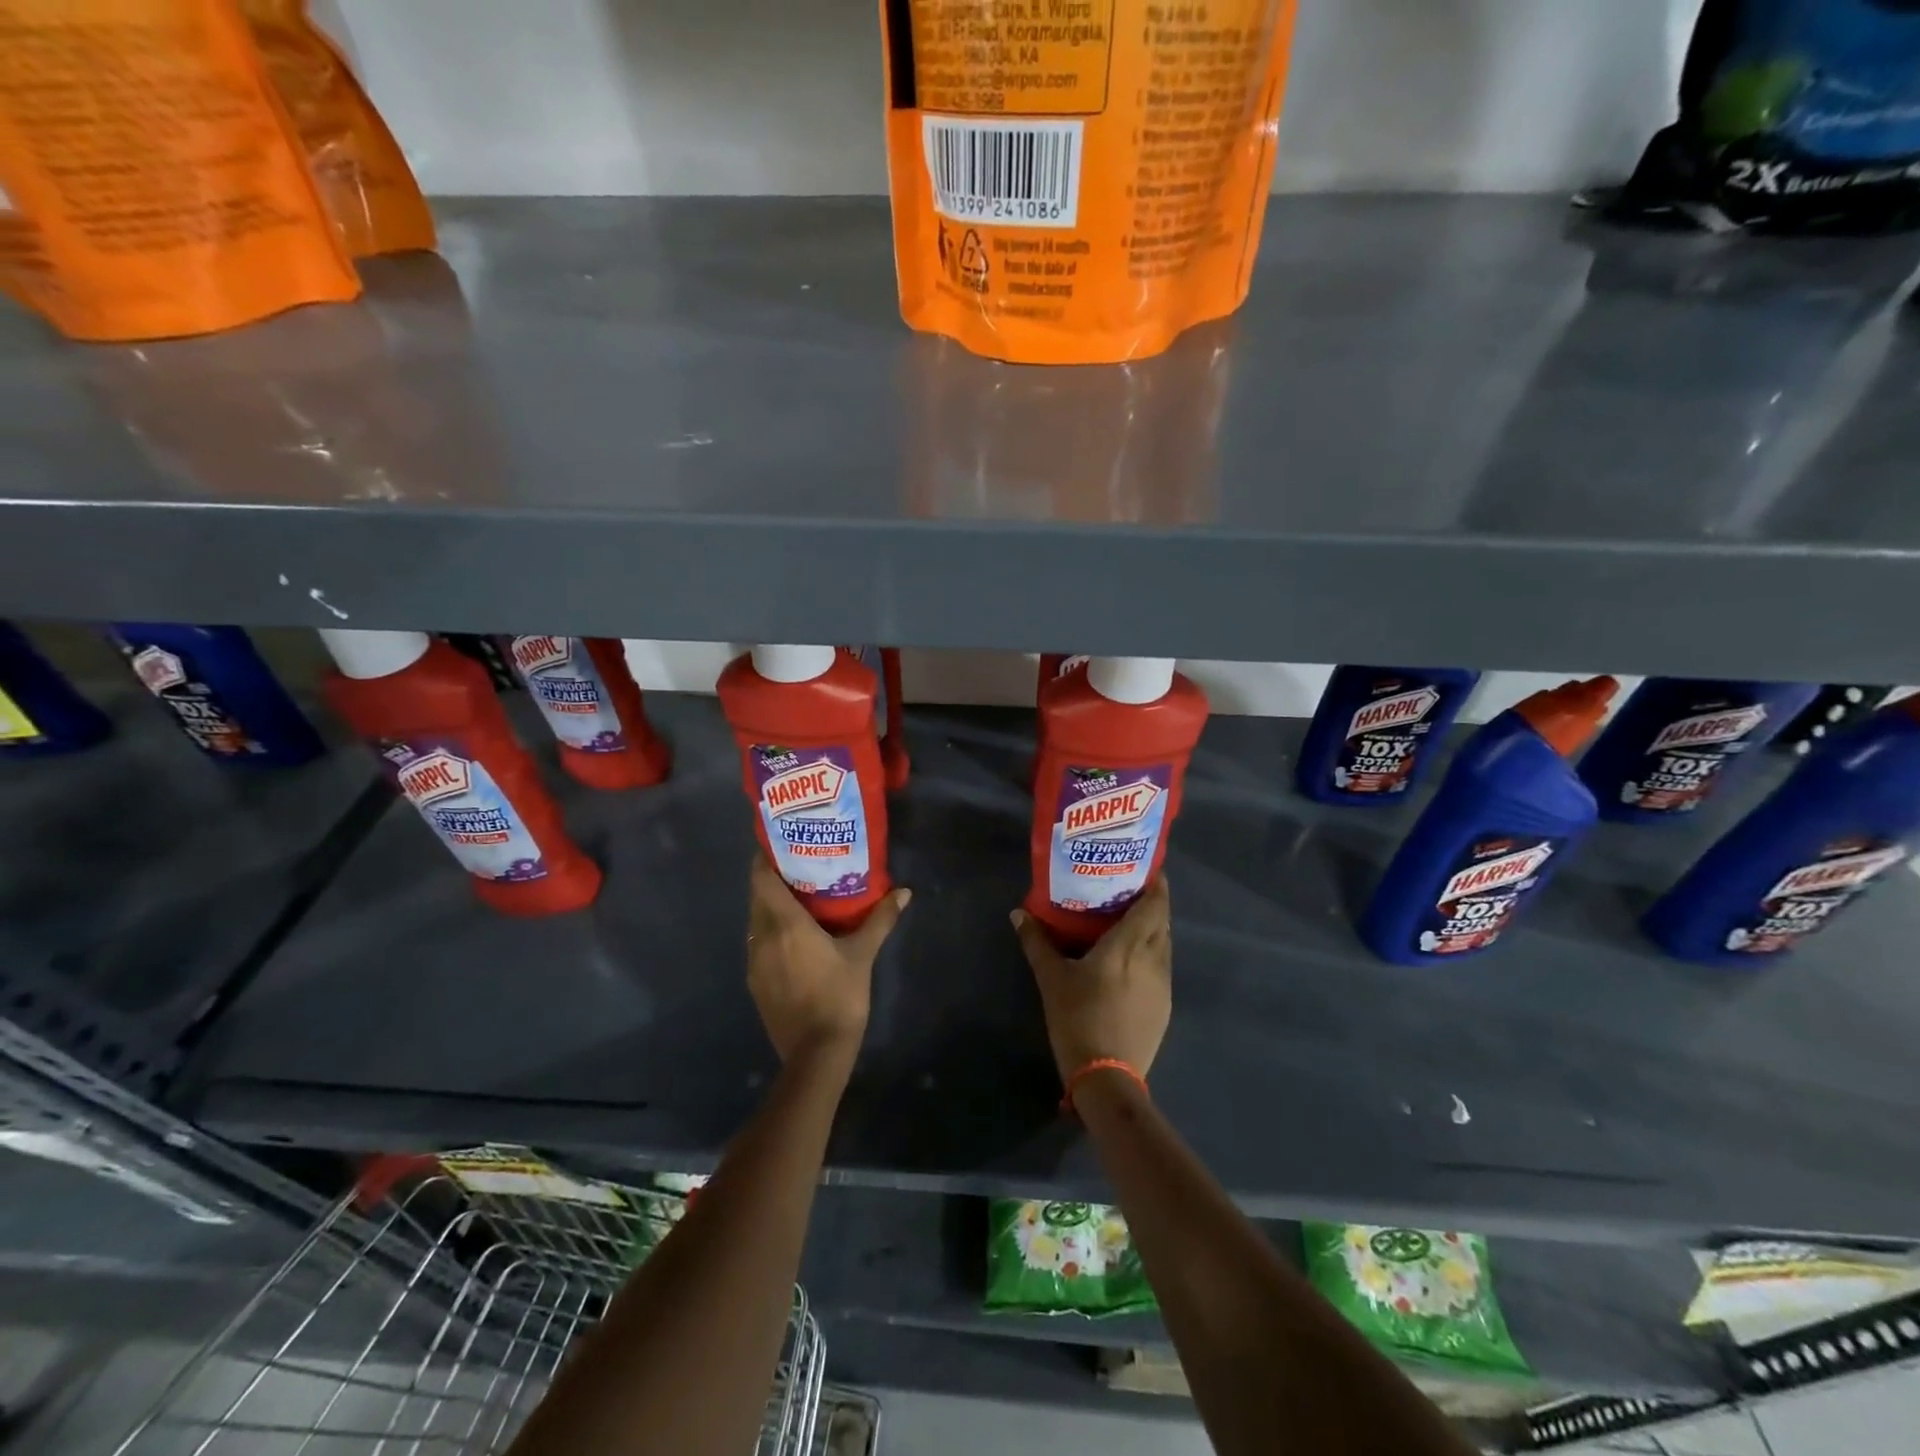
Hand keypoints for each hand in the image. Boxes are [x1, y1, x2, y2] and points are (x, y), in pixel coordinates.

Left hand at [746, 857, 910, 1071]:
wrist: (816, 1053)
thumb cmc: (840, 996)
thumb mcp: (863, 954)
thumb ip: (880, 919)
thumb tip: (904, 892)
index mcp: (785, 925)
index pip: (761, 879)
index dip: (765, 859)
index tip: (779, 845)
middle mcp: (762, 938)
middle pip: (757, 898)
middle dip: (772, 881)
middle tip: (797, 868)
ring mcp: (754, 963)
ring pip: (756, 922)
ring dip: (770, 908)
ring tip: (797, 900)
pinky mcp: (755, 983)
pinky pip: (758, 945)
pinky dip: (770, 933)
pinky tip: (792, 940)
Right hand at [1011, 877, 1171, 1082]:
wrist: (1106, 1076)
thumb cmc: (1078, 1018)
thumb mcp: (1051, 978)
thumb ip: (1037, 942)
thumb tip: (1018, 913)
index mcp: (1129, 945)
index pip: (1155, 904)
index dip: (1157, 884)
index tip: (1147, 869)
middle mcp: (1153, 958)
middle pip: (1162, 921)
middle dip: (1152, 904)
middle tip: (1128, 892)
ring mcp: (1163, 984)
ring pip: (1164, 945)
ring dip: (1152, 930)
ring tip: (1128, 924)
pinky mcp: (1165, 1006)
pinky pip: (1161, 968)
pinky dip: (1151, 955)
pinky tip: (1130, 964)